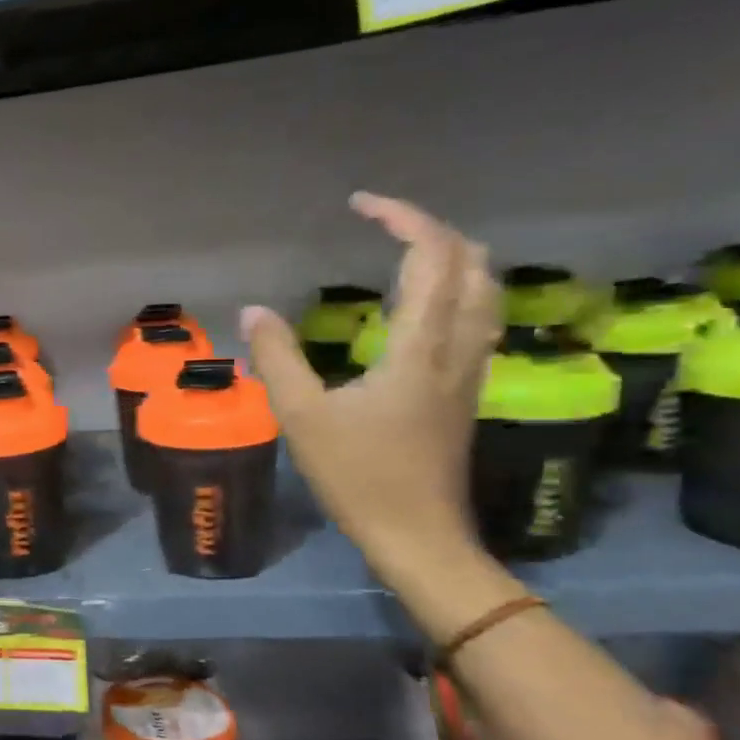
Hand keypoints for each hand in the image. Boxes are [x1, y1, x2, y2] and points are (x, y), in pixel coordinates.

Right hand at [241, 192, 500, 576]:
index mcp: (421, 347)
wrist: (417, 533)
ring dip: (452, 257)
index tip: (360, 205)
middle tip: (382, 224)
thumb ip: (278, 359)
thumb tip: (255, 311)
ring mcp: (470, 370)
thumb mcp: (303, 417)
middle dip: (432, 230)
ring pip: (484, 291)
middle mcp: (458, 347)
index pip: (432, 256)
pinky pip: (476, 318)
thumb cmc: (358, 476)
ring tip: (404, 252)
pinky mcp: (466, 390)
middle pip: (473, 263)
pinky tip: (421, 306)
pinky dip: (454, 289)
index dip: (402, 218)